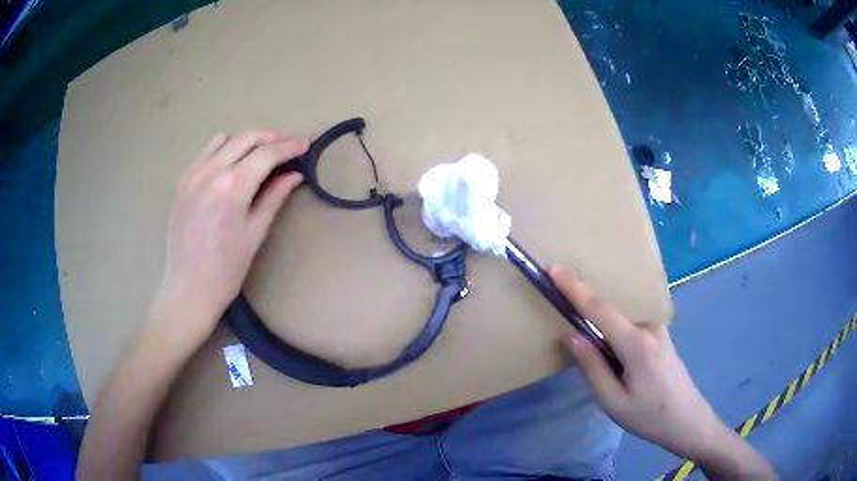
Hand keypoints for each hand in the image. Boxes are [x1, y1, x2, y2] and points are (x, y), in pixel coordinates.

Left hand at [153, 131, 306, 342]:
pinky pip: (206, 152)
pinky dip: (225, 148)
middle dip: (272, 137)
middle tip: (289, 144)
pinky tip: (233, 162)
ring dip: (247, 139)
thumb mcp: (255, 233)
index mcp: (232, 187)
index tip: (305, 145)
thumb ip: (274, 197)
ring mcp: (192, 174)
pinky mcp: (182, 181)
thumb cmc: (226, 270)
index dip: (289, 146)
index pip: (266, 153)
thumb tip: (294, 175)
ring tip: (262, 151)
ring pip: (225, 139)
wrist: (188, 290)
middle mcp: (210, 172)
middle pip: (246, 138)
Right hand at [549, 267, 774, 478]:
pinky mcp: (661, 336)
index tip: (554, 269)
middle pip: (609, 319)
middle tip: (596, 370)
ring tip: (620, 384)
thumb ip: (591, 367)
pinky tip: (630, 376)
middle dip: (592, 332)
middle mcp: (649, 327)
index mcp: (636, 344)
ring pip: (620, 329)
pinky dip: (620, 346)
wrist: (688, 420)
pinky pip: (631, 333)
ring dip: (608, 347)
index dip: (574, 288)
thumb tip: (571, 335)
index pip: (599, 309)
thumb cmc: (649, 417)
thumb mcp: (613, 402)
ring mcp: (658, 330)